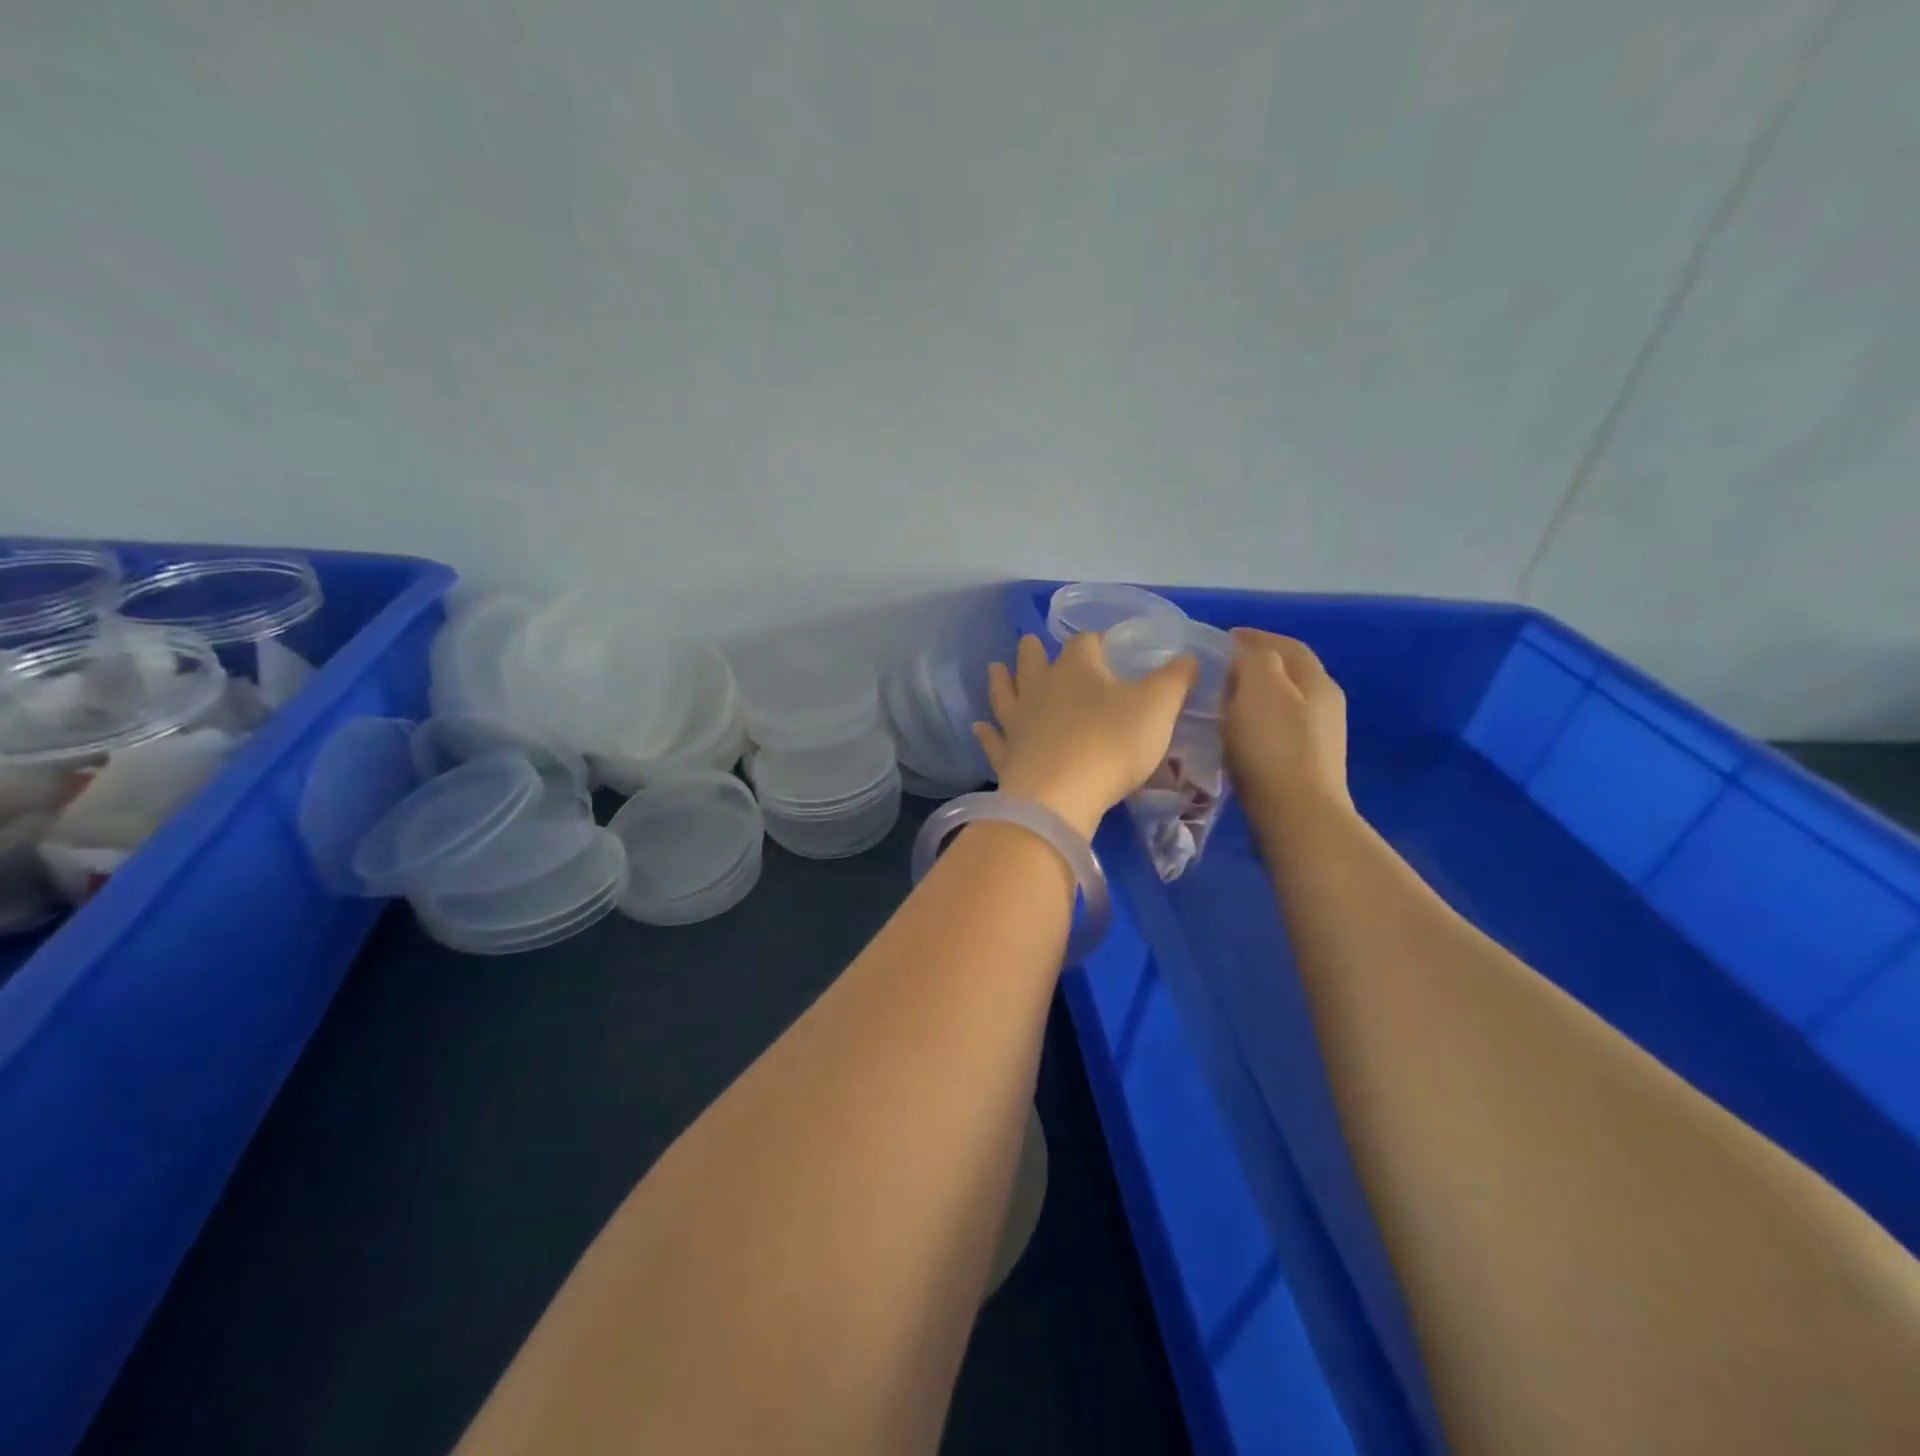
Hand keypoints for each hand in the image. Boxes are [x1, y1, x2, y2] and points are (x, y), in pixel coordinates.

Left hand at [973, 633, 1198, 837]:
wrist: (1058, 797)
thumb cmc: (1111, 744)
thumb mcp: (1158, 708)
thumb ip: (1175, 680)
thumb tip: (1187, 657)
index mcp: (1077, 669)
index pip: (1086, 643)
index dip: (1098, 641)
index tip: (1107, 646)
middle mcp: (1041, 689)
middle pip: (1034, 662)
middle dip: (1034, 652)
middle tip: (1029, 642)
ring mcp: (1018, 724)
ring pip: (1007, 695)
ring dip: (1002, 682)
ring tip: (995, 669)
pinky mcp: (1007, 757)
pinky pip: (994, 741)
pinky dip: (987, 734)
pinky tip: (979, 728)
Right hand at [1223, 629, 1350, 817]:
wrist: (1296, 815)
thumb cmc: (1274, 746)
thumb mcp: (1260, 689)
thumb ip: (1255, 660)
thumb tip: (1248, 654)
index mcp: (1317, 681)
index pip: (1287, 646)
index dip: (1256, 637)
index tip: (1224, 637)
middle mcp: (1326, 705)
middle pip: (1289, 674)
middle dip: (1257, 665)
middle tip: (1221, 668)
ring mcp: (1319, 739)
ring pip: (1283, 703)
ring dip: (1255, 696)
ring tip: (1223, 699)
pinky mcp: (1305, 767)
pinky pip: (1277, 731)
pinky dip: (1256, 723)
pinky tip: (1237, 734)